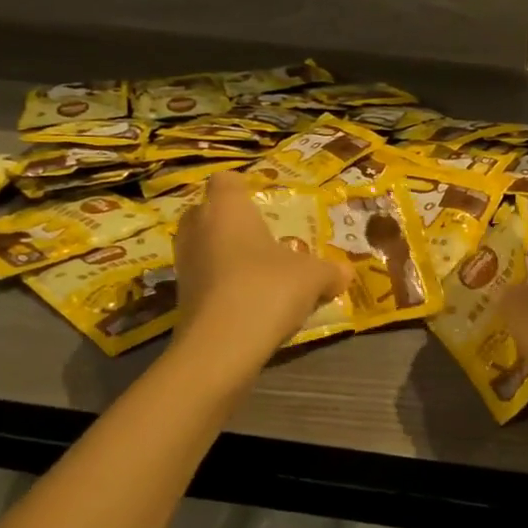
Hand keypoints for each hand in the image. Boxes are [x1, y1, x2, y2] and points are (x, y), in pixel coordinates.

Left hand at [174, 170, 348, 360]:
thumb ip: (331, 270)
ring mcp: (184, 264)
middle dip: (231, 221)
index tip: (262, 198)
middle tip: (262, 235)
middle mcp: (197, 228)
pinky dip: (222, 284)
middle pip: (208, 212)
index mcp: (227, 208)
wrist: (221, 347)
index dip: (242, 187)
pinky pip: (205, 278)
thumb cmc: (268, 289)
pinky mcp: (181, 298)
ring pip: (204, 247)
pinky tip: (249, 300)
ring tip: (259, 270)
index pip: (225, 180)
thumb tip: (346, 272)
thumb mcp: (314, 277)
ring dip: (226, 254)